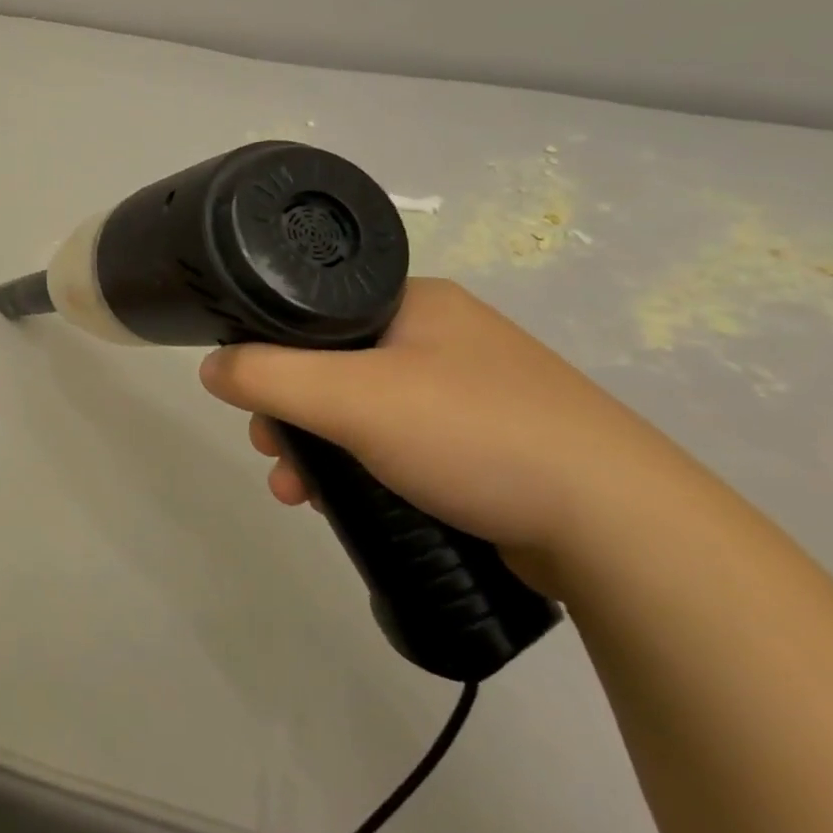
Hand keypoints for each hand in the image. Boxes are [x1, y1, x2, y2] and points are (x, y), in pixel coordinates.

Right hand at [198, 278, 690, 583]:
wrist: (624, 531)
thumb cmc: (474, 435)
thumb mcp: (351, 397)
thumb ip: (266, 375)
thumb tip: (209, 367)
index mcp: (415, 301)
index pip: (314, 311)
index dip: (269, 353)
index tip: (251, 401)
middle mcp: (442, 336)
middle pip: (333, 365)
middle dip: (292, 413)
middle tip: (273, 453)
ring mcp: (472, 391)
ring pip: (364, 410)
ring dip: (321, 449)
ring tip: (298, 493)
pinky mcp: (491, 445)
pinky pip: (401, 444)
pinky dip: (364, 469)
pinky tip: (347, 505)